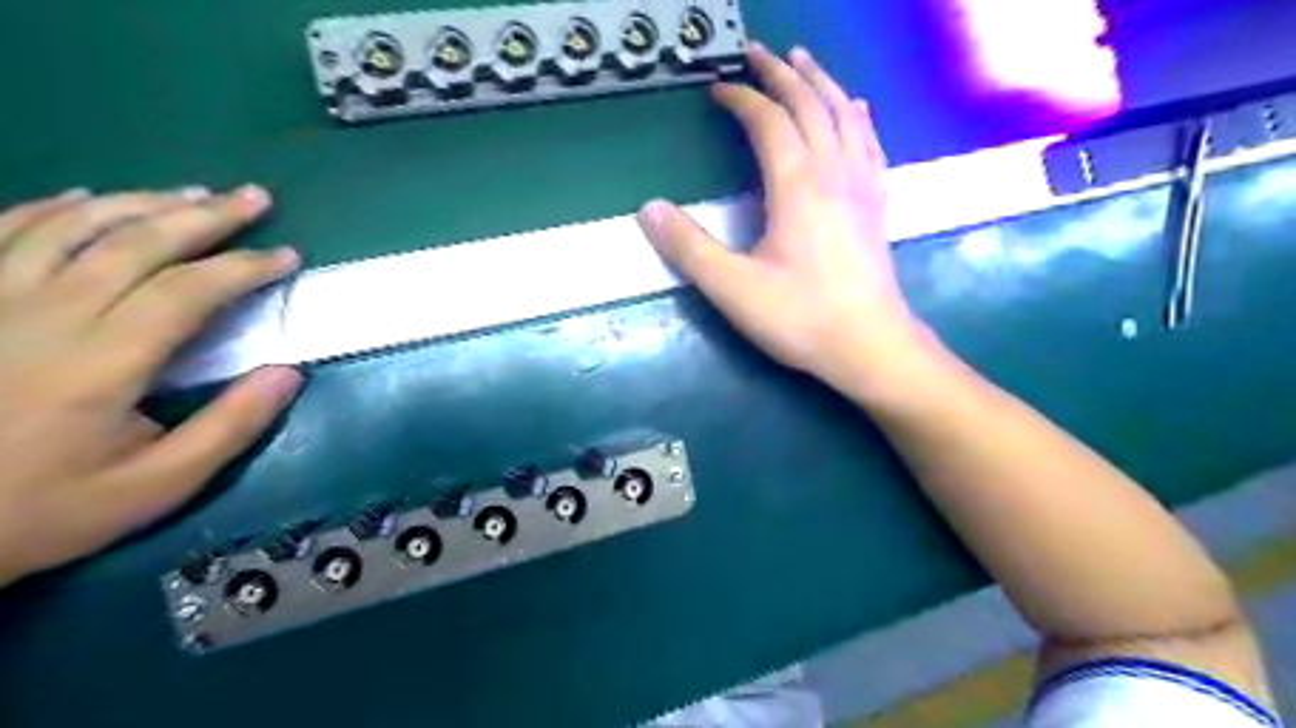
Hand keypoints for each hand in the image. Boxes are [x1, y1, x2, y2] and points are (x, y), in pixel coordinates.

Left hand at [0, 182, 299, 584]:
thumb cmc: (37, 509)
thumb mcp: (154, 487)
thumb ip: (228, 428)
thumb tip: (287, 372)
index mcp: (101, 363)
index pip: (187, 291)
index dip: (244, 267)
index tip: (286, 256)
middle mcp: (45, 315)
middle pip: (135, 243)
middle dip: (204, 216)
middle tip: (253, 197)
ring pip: (73, 226)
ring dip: (141, 202)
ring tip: (192, 192)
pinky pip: (1, 232)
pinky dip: (52, 208)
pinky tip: (86, 198)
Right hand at [636, 43, 920, 389]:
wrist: (870, 347)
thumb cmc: (801, 318)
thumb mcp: (733, 289)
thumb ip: (689, 248)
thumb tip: (648, 208)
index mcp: (798, 187)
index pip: (769, 123)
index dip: (741, 99)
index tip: (717, 88)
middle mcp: (833, 173)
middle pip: (810, 105)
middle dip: (782, 74)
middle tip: (758, 53)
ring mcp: (862, 187)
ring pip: (844, 116)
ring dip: (821, 83)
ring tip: (804, 62)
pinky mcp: (876, 206)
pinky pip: (869, 144)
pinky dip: (857, 117)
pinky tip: (856, 109)